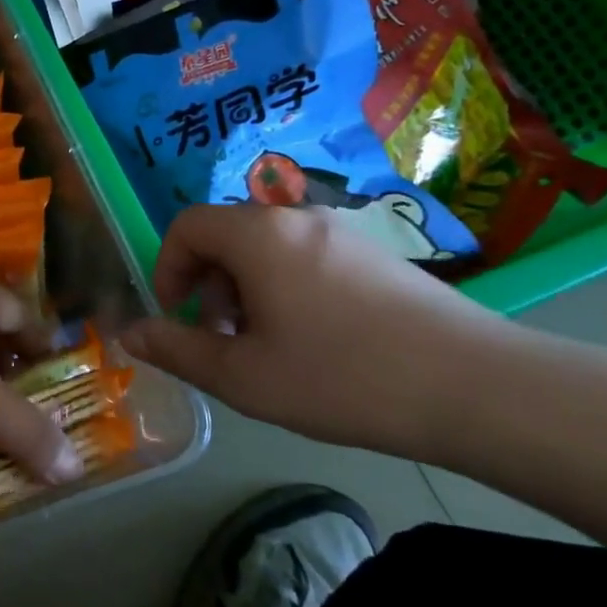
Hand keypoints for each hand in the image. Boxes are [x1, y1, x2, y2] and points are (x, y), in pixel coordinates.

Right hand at [119, 204, 510, 459]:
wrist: (476, 387)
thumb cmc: (342, 378)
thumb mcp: (244, 376)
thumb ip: (178, 349)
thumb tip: (130, 333)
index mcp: (258, 235)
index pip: (186, 226)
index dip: (167, 268)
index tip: (177, 317)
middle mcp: (296, 218)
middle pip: (226, 233)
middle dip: (207, 282)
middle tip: (221, 337)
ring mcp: (341, 232)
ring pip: (266, 246)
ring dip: (245, 287)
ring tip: (265, 344)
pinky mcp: (375, 253)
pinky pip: (305, 255)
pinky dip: (285, 286)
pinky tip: (314, 340)